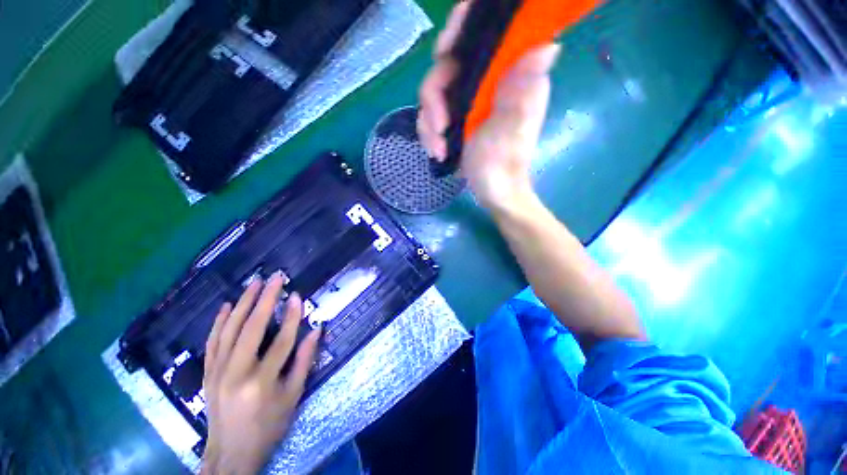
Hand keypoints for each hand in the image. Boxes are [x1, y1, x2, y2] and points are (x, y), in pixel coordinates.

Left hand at [202, 273, 320, 474]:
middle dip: (265, 299)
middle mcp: (236, 373)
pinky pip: (213, 341)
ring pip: (230, 330)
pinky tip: (226, 305)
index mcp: (261, 382)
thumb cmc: (268, 425)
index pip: (281, 341)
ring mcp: (217, 372)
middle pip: (252, 328)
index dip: (292, 316)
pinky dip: (219, 321)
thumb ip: (305, 361)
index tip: (297, 295)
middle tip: (275, 278)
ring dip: (243, 303)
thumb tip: (316, 330)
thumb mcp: (293, 396)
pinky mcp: (207, 373)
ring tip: (254, 283)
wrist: (229, 452)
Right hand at [417, 1, 559, 211]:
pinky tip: (436, 151)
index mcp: (510, 76)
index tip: (444, 51)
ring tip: (438, 148)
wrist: (493, 192)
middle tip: (439, 124)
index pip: (487, 34)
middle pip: (449, 64)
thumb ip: (521, 93)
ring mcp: (470, 100)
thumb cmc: (504, 166)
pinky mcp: (457, 117)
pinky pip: (431, 114)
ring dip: (429, 122)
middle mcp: (489, 82)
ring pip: (434, 92)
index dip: (462, 28)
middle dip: (435, 95)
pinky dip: (428, 133)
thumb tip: (547, 45)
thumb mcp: (511, 131)